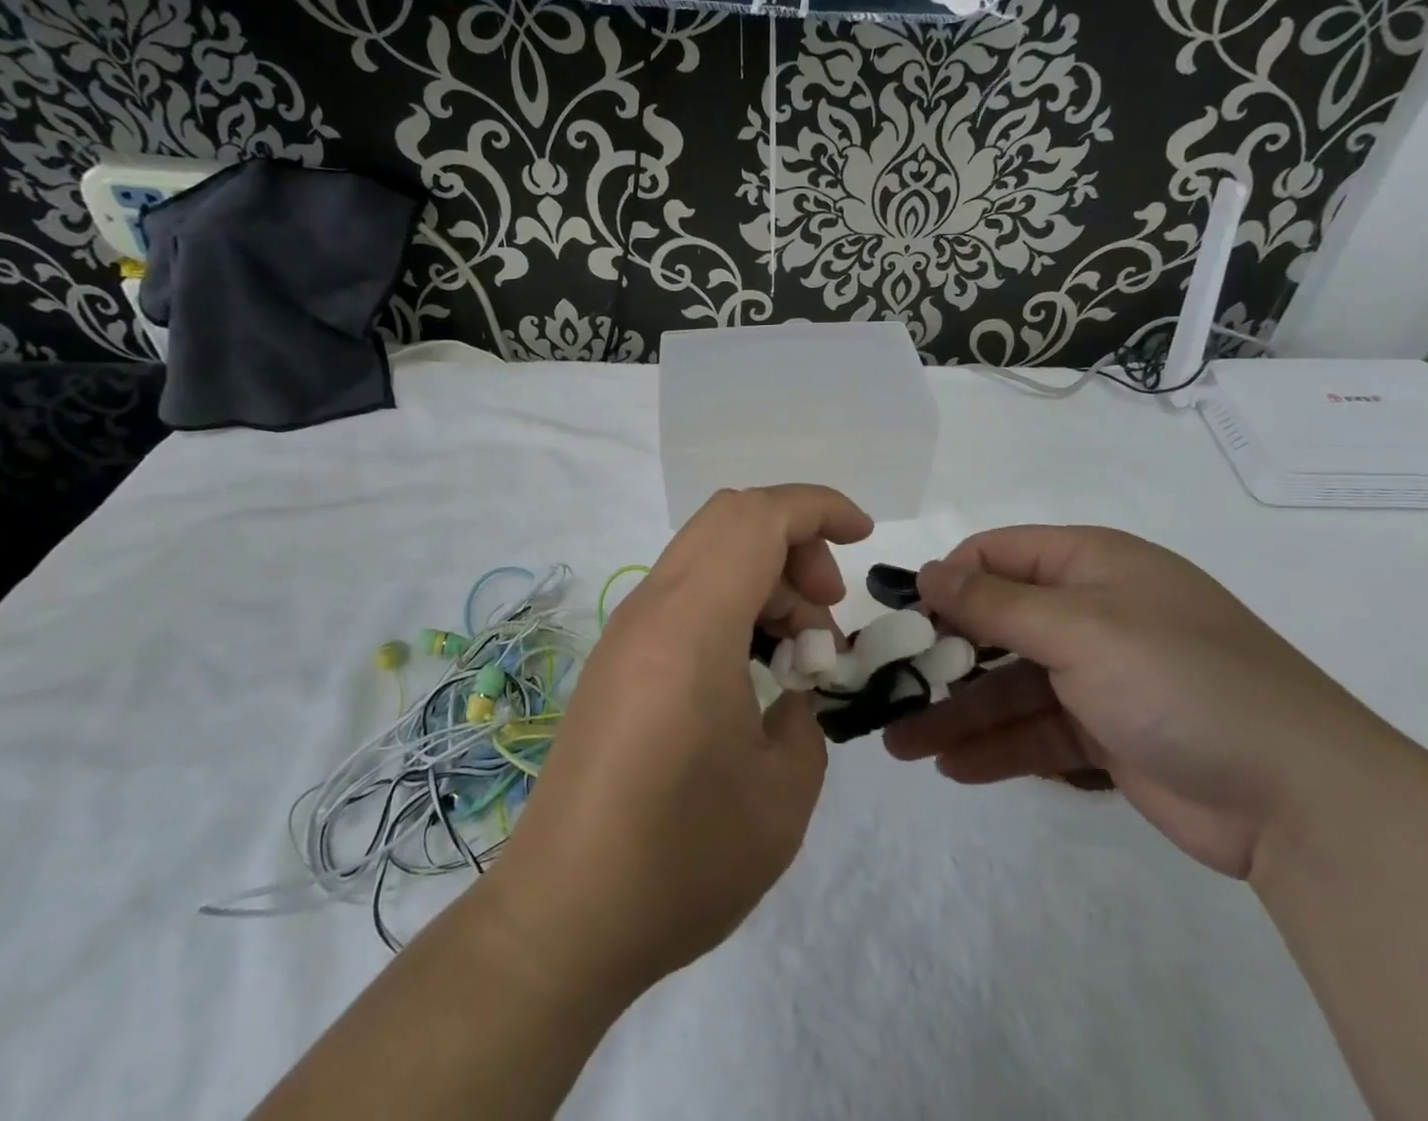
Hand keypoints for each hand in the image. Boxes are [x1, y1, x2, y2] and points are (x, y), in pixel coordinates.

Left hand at [483, 485, 872, 996]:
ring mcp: (626, 632)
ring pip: (706, 554)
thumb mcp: (783, 793)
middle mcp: (651, 609)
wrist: (563, 917)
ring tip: (796, 656)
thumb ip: (807, 718)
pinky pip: (683, 595)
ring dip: (763, 578)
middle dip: (794, 543)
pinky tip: (751, 673)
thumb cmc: (680, 858)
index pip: (758, 518)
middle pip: (729, 519)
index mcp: (691, 624)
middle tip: (824, 615)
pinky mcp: (616, 661)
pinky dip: (730, 604)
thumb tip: (793, 692)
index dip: (819, 509)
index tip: (864, 538)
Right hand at [884, 526, 1396, 878]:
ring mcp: (1100, 676)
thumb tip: (926, 573)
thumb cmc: (1180, 680)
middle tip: (884, 685)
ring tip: (900, 743)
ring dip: (957, 712)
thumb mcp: (1080, 629)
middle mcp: (1092, 612)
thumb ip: (995, 603)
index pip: (998, 555)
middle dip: (941, 656)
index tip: (903, 618)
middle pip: (996, 624)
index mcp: (1092, 566)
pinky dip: (997, 748)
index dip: (948, 580)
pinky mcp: (1108, 734)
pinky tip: (952, 768)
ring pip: (1009, 686)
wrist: (1304, 800)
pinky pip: (1036, 732)